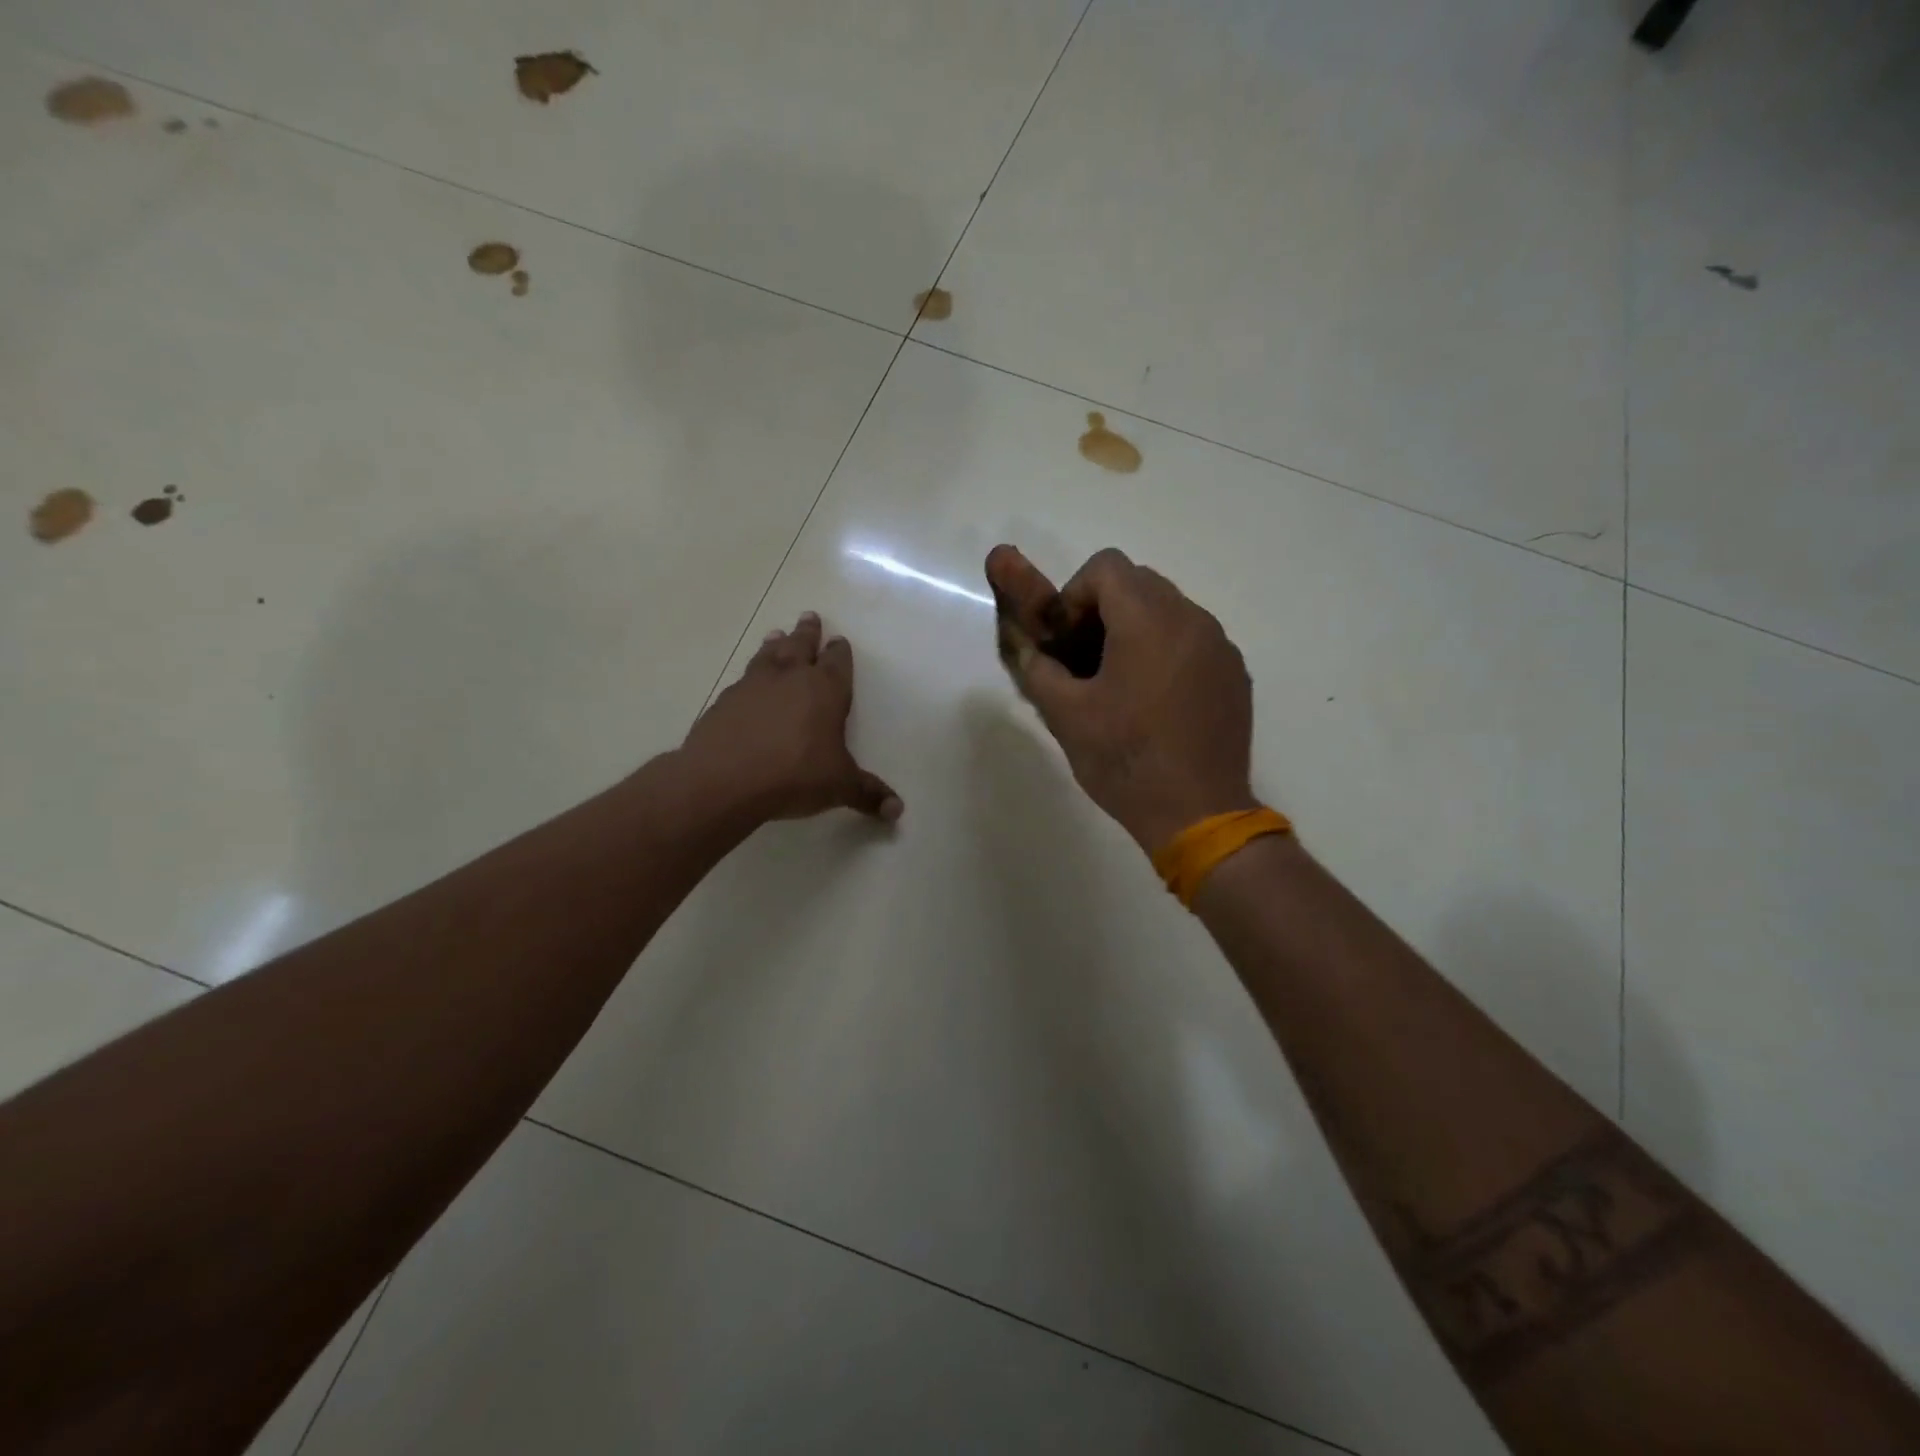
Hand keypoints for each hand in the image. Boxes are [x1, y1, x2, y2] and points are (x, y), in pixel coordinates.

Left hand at [681, 612, 902, 823]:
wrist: (724, 780)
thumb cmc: (795, 775)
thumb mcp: (839, 786)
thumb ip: (868, 794)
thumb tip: (897, 811)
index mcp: (825, 690)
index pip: (837, 662)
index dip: (840, 651)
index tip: (839, 640)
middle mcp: (790, 678)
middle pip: (801, 646)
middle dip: (808, 633)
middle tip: (809, 617)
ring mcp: (753, 686)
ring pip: (768, 655)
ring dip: (775, 644)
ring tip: (776, 634)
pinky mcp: (725, 702)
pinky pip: (743, 680)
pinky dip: (750, 675)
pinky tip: (747, 683)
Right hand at [985, 546, 1255, 852]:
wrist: (1198, 812)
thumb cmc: (1125, 759)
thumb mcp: (1065, 715)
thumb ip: (1038, 668)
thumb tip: (1028, 648)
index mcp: (1148, 620)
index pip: (1106, 567)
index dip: (1074, 595)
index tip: (1067, 640)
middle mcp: (1191, 619)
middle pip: (1139, 583)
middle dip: (1103, 610)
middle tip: (1086, 661)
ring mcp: (1220, 645)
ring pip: (1168, 610)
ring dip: (1136, 630)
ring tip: (1120, 684)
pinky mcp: (1235, 673)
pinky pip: (1193, 640)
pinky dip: (1167, 651)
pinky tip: (1156, 703)